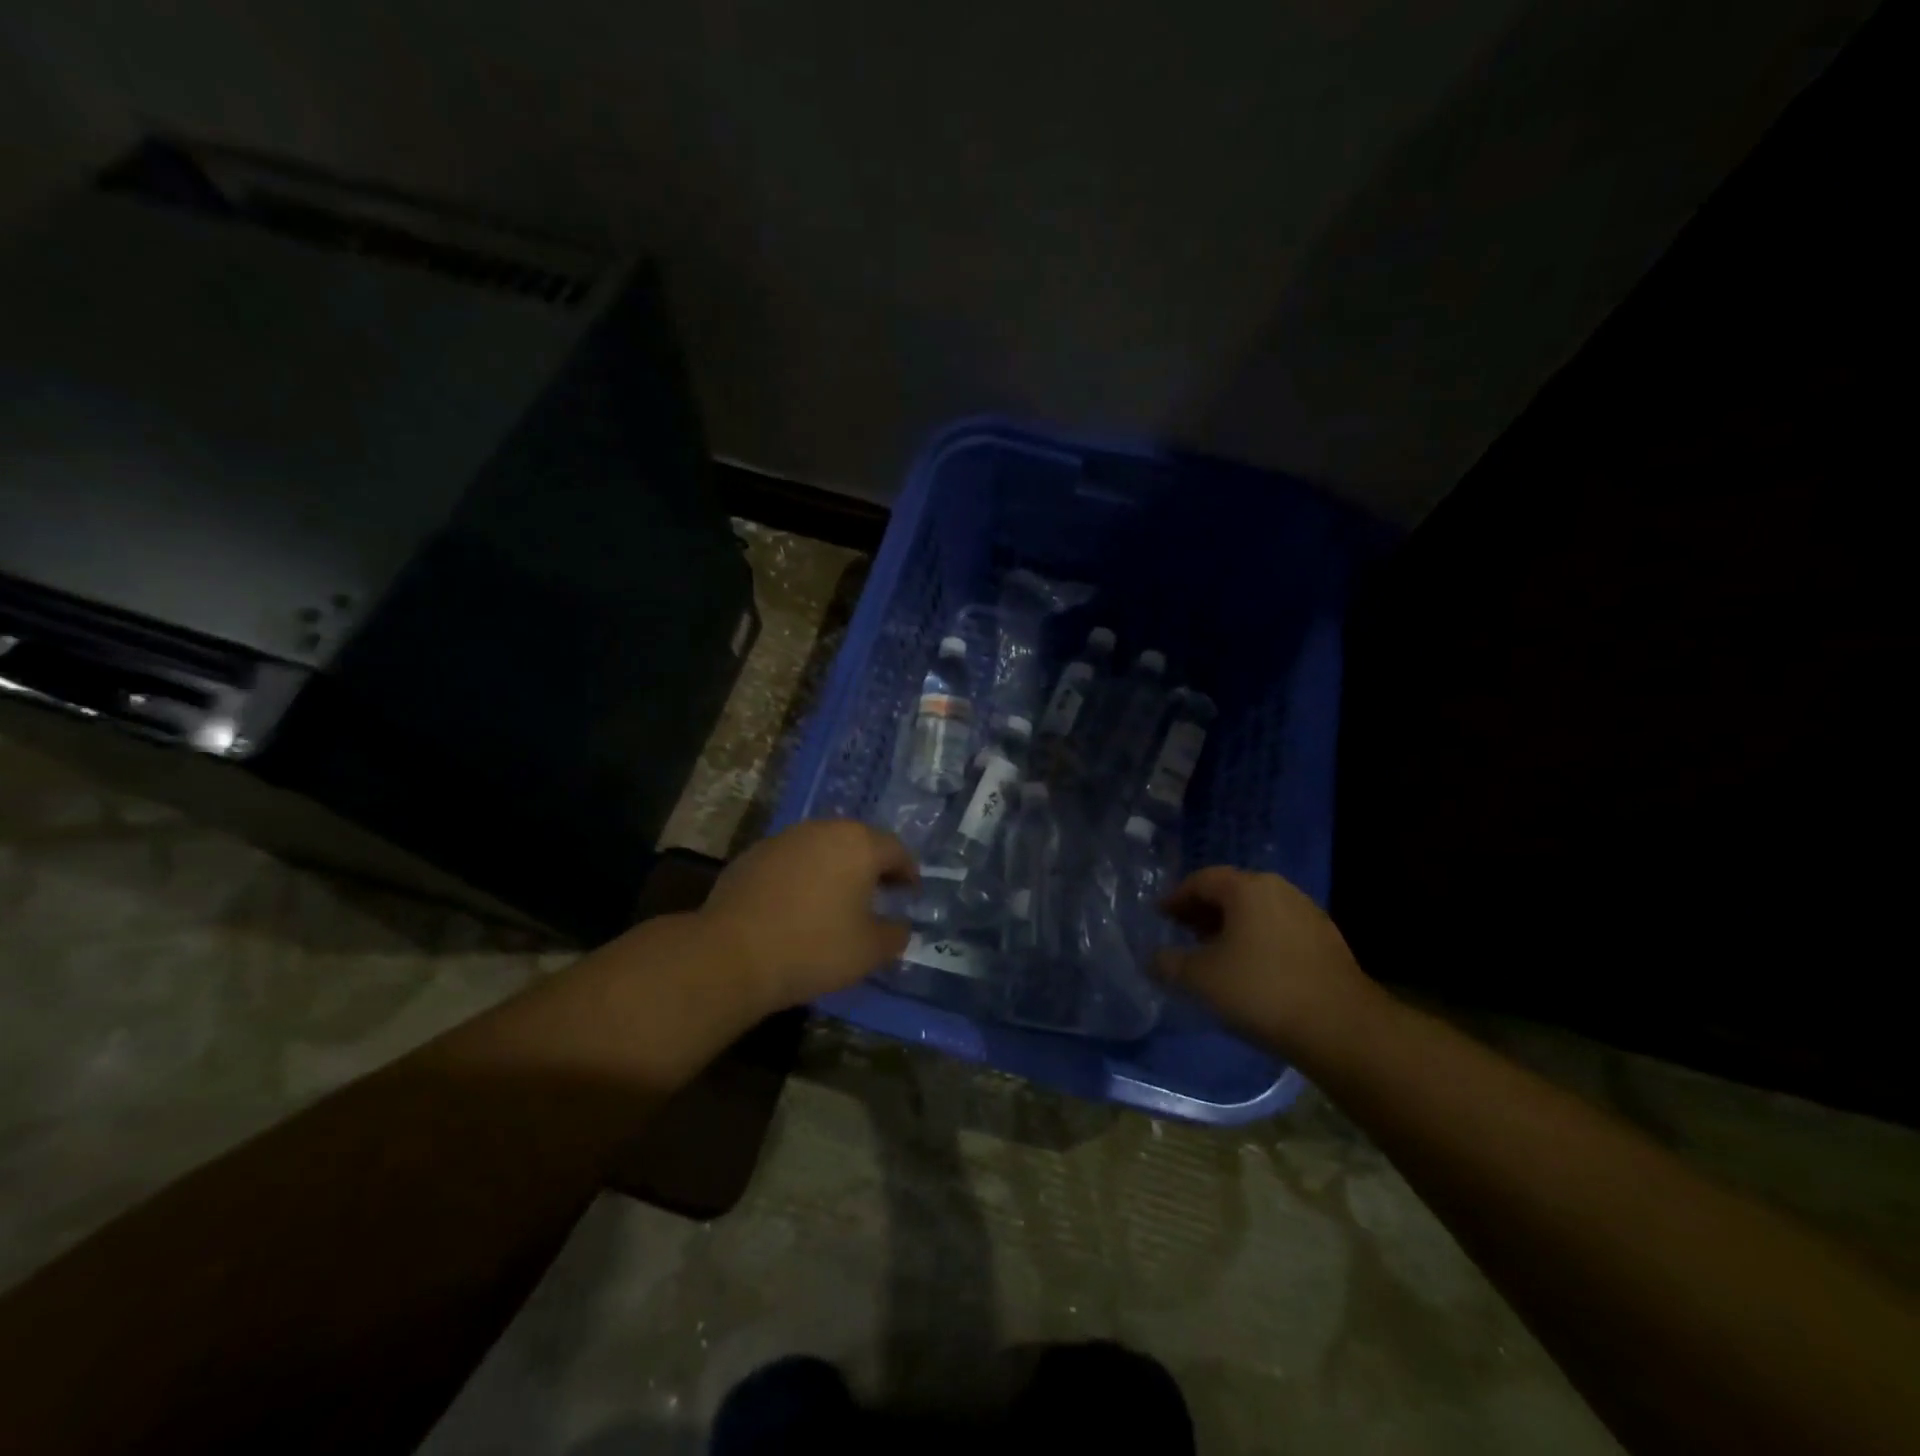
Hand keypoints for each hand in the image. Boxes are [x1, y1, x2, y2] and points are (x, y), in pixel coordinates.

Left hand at [700, 820, 917, 1011]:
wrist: (732, 954)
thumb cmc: (814, 948)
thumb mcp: (869, 951)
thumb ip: (894, 934)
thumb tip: (900, 926)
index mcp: (859, 844)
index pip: (896, 851)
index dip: (908, 873)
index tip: (910, 894)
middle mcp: (823, 830)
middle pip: (859, 842)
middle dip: (872, 866)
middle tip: (879, 894)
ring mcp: (784, 839)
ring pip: (823, 848)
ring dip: (835, 868)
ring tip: (838, 899)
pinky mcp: (753, 855)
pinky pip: (792, 860)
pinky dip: (803, 876)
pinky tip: (798, 905)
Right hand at [1156, 866, 1378, 1058]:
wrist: (1342, 1028)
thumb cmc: (1261, 991)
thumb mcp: (1200, 978)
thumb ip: (1169, 964)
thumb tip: (1154, 959)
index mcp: (1247, 888)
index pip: (1201, 880)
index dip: (1176, 897)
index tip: (1160, 916)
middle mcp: (1279, 890)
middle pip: (1231, 892)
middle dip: (1204, 911)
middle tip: (1183, 933)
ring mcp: (1308, 914)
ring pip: (1257, 911)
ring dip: (1232, 927)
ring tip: (1215, 954)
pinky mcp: (1327, 941)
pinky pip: (1279, 930)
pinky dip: (1257, 940)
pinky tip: (1251, 970)